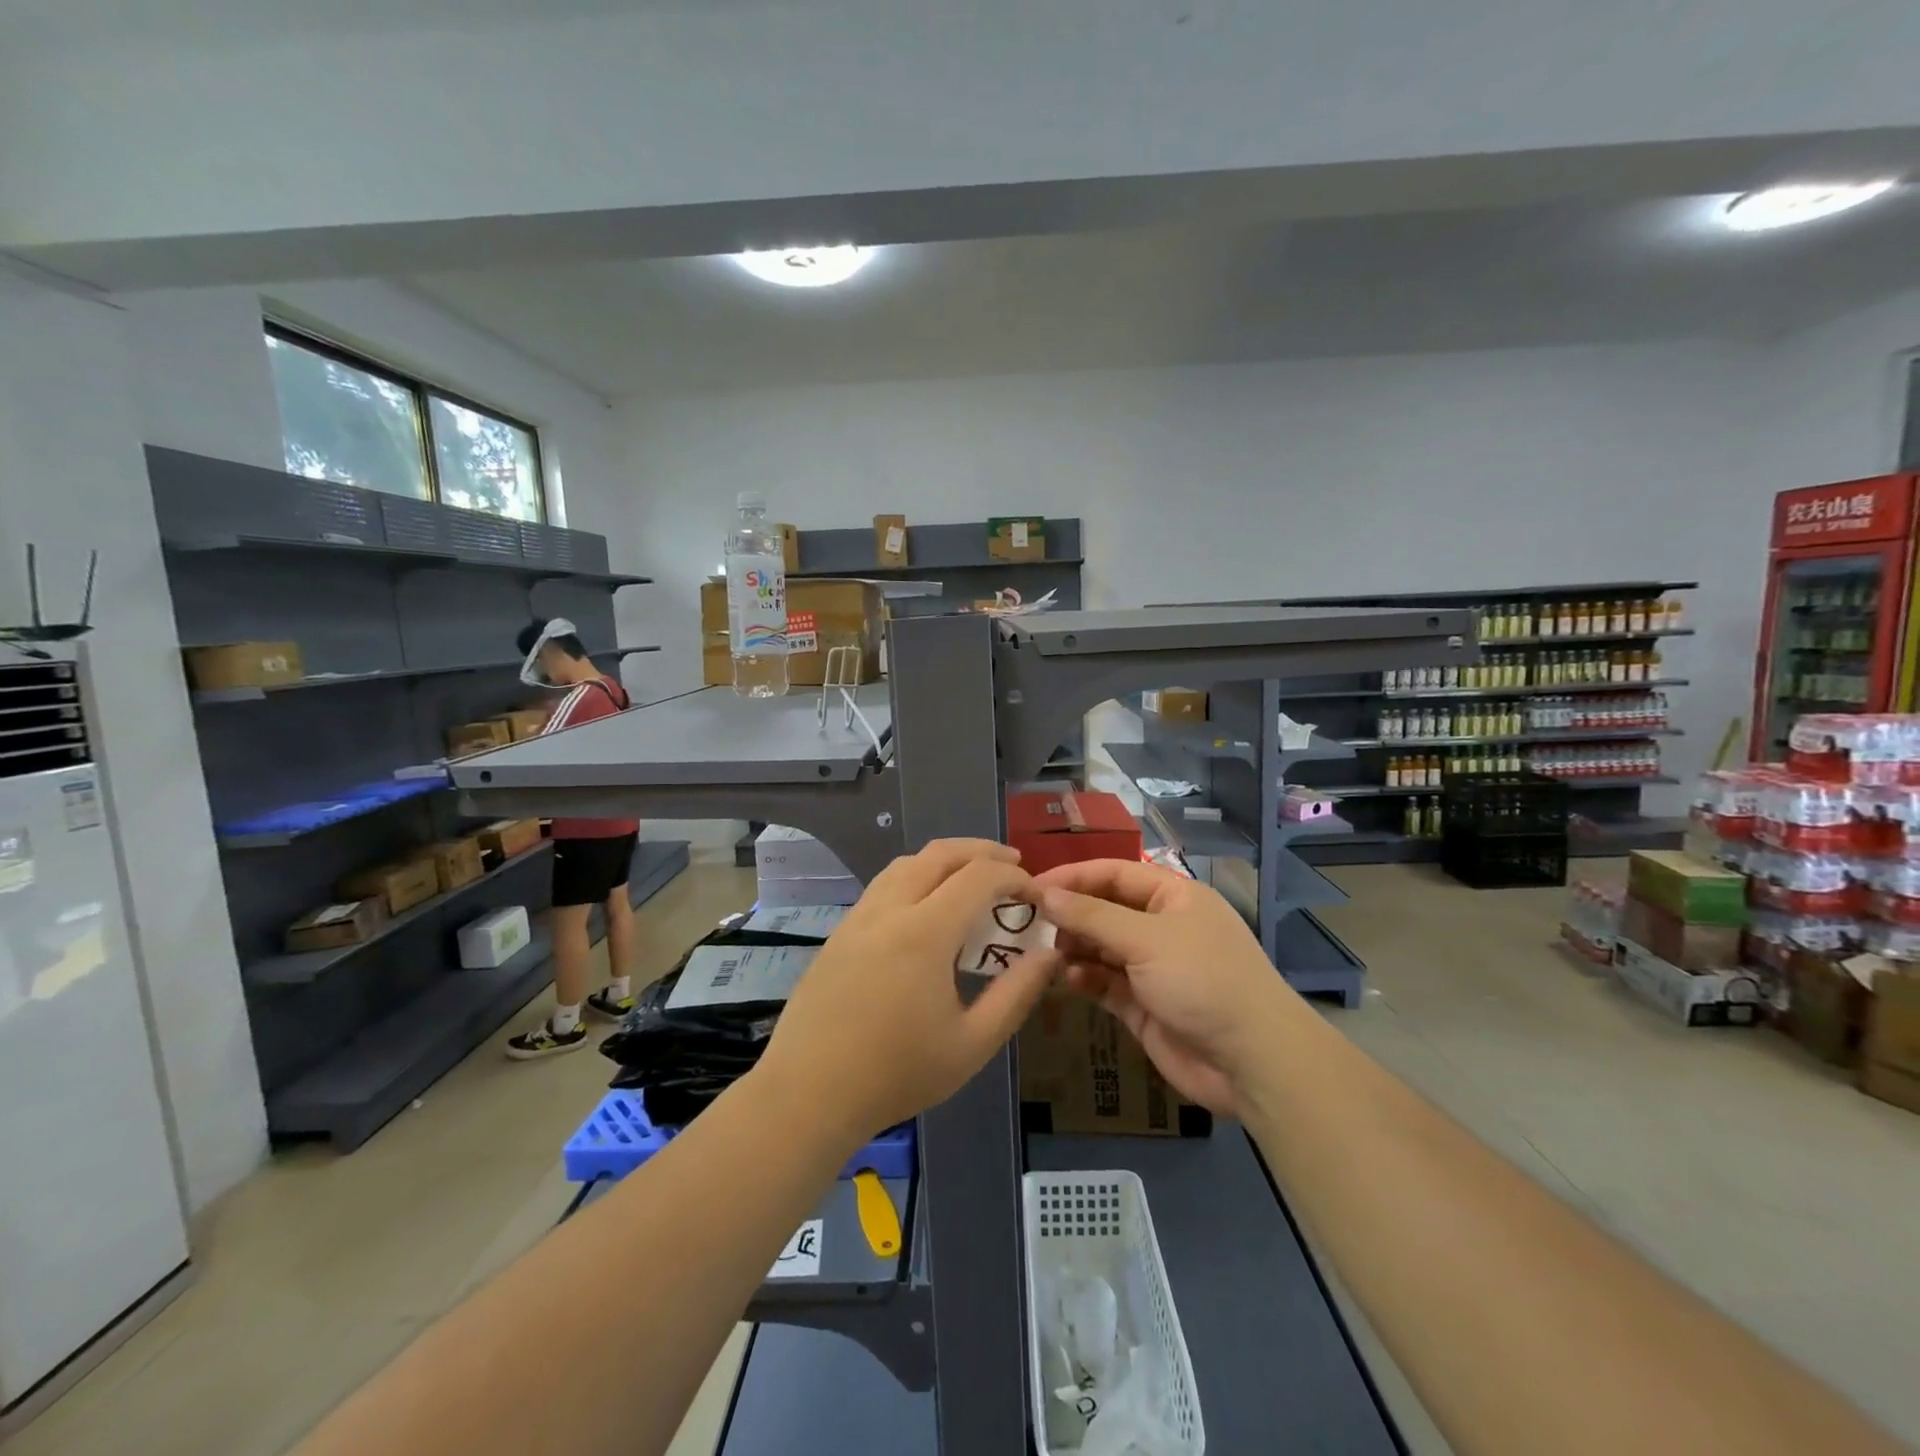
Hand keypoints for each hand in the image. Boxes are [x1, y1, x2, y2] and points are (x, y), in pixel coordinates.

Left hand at [754, 839, 1059, 1145]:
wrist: (808, 1094)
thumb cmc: (897, 1074)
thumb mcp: (973, 1044)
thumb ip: (1017, 994)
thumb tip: (1049, 954)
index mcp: (925, 932)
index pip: (979, 877)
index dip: (1014, 877)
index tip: (1036, 895)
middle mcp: (889, 909)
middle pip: (940, 854)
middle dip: (983, 852)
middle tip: (1013, 866)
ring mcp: (859, 916)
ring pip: (907, 863)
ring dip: (946, 860)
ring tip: (973, 880)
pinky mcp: (841, 931)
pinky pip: (885, 884)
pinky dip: (917, 876)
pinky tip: (928, 907)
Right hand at [1036, 860, 1291, 1116]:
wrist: (1251, 1061)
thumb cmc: (1202, 980)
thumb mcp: (1146, 939)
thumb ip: (1091, 916)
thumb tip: (1045, 894)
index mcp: (1173, 897)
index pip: (1114, 874)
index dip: (1073, 877)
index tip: (1032, 887)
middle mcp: (1162, 927)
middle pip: (1104, 910)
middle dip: (1070, 915)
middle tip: (1029, 924)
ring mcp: (1152, 967)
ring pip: (1101, 948)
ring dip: (1074, 948)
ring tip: (1045, 953)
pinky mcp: (1143, 1004)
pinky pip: (1105, 982)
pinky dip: (1084, 978)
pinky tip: (1066, 978)